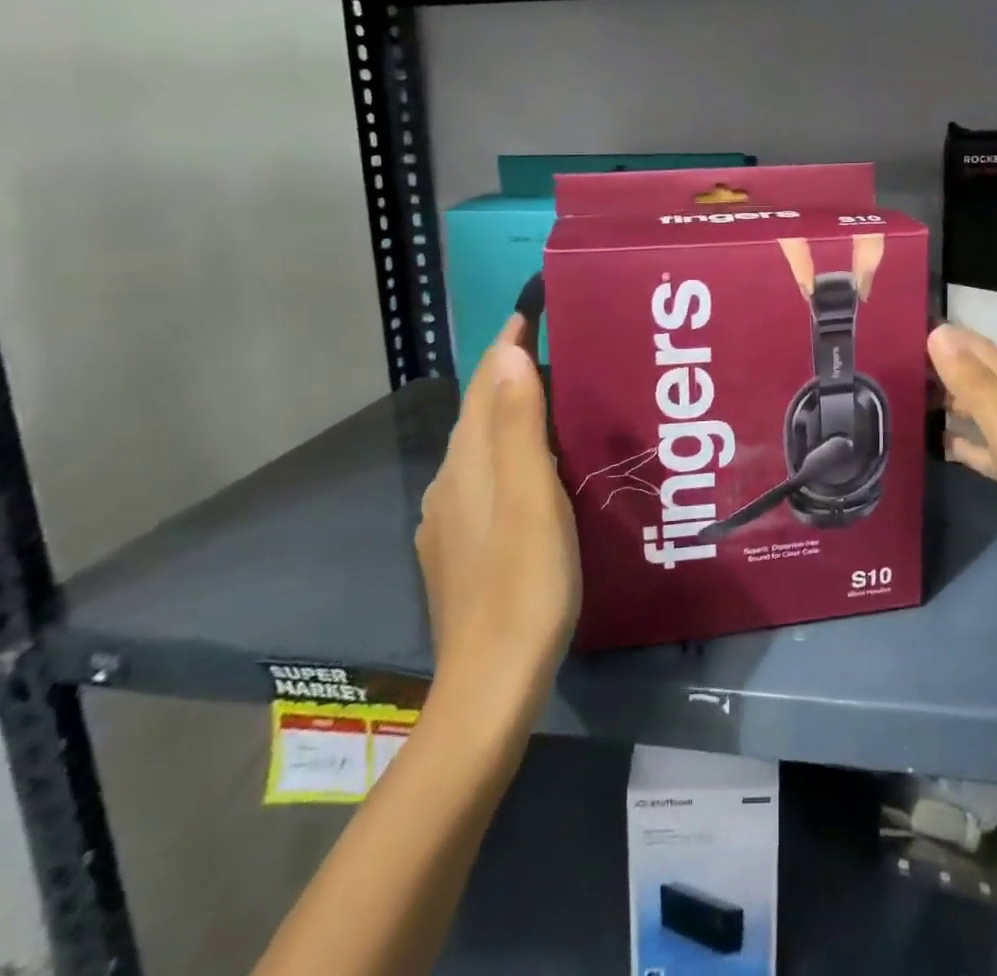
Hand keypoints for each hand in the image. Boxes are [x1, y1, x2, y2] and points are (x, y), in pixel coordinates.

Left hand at [416, 315, 580, 692]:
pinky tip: (526, 472)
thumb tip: (508, 356)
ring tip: (545, 400)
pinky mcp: (457, 551)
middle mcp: (449, 484)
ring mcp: (448, 521)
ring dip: (505, 414)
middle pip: (477, 413)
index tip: (529, 312)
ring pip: (477, 448)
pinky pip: (479, 480)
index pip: (485, 387)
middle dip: (505, 375)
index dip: (504, 347)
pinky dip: (503, 456)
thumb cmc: (524, 584)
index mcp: (468, 465)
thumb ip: (519, 427)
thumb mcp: (532, 499)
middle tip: (549, 349)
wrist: (489, 684)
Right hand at [928, 323, 996, 644]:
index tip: (911, 328)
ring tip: (913, 404)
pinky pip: (994, 455)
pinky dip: (969, 447)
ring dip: (956, 408)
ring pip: (989, 419)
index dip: (953, 340)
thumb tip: (939, 333)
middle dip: (949, 372)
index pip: (986, 357)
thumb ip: (978, 389)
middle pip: (987, 385)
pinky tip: (948, 452)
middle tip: (899, 368)